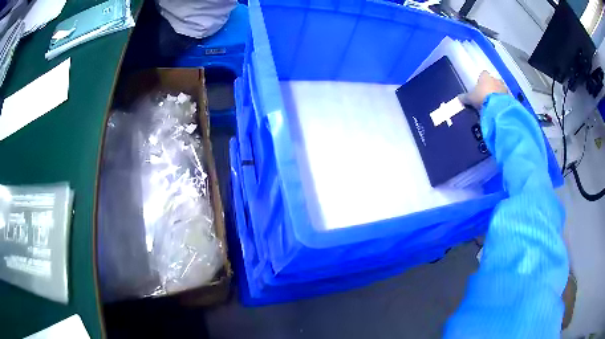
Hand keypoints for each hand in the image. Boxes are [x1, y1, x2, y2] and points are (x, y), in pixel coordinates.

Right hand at [459, 71, 507, 108]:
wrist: (497, 107)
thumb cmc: (482, 97)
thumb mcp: (471, 98)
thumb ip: (465, 97)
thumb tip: (458, 98)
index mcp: (485, 76)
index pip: (483, 74)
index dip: (482, 79)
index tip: (480, 86)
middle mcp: (495, 79)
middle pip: (493, 81)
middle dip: (491, 86)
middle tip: (488, 95)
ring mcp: (503, 87)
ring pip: (500, 88)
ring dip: (498, 93)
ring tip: (494, 103)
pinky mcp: (509, 96)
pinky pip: (505, 97)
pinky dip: (503, 101)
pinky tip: (499, 107)